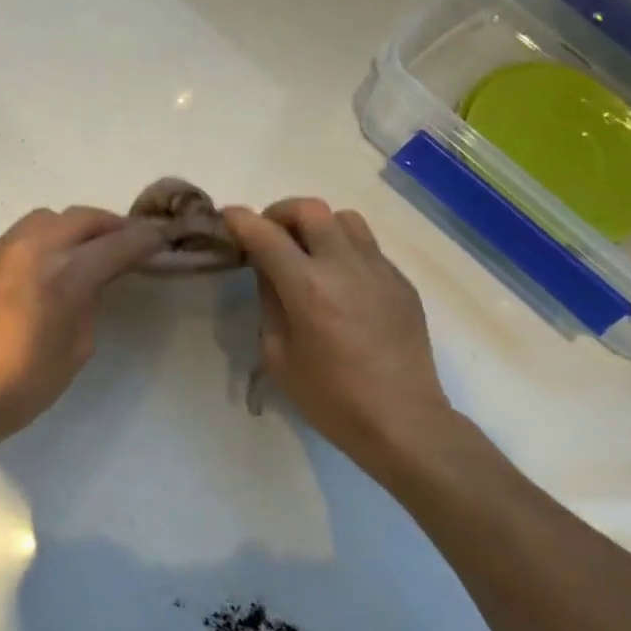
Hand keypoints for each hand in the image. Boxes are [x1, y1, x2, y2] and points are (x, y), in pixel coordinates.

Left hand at [0, 207, 163, 464]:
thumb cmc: (19, 387)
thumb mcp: (75, 350)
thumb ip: (90, 304)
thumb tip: (92, 280)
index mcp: (60, 275)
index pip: (114, 244)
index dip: (143, 240)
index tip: (161, 239)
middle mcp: (29, 249)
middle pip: (81, 218)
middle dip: (110, 226)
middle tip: (127, 242)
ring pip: (46, 218)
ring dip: (73, 228)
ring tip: (84, 252)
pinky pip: (18, 236)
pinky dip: (42, 241)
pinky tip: (42, 269)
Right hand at [224, 198, 460, 478]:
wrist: (403, 421)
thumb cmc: (331, 398)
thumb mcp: (278, 356)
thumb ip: (269, 304)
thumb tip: (268, 271)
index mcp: (307, 287)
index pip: (266, 235)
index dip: (240, 221)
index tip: (227, 216)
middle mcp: (344, 266)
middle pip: (310, 209)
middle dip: (280, 213)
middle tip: (269, 235)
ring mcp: (379, 270)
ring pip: (345, 219)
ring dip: (318, 225)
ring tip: (308, 252)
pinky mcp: (401, 282)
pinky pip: (368, 246)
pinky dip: (345, 249)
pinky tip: (340, 282)